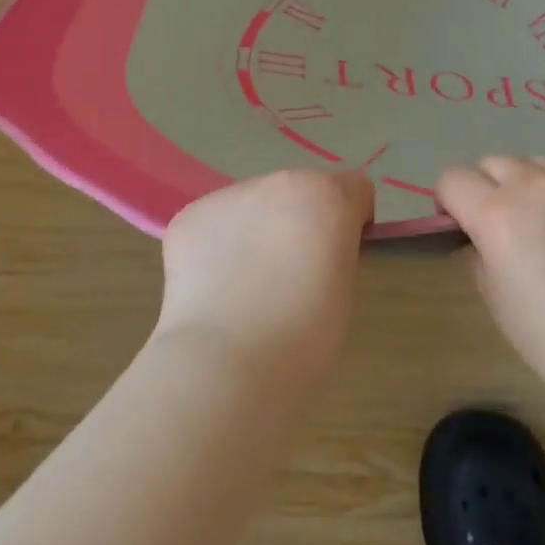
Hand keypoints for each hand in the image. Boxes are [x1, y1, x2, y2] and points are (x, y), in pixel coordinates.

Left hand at [154, 168, 373, 389]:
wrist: (225, 362)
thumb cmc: (302, 336)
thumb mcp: (344, 288)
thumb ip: (336, 250)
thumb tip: (318, 246)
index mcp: (326, 196)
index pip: (353, 188)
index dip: (349, 219)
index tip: (338, 253)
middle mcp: (279, 182)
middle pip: (298, 191)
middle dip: (297, 220)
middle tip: (287, 274)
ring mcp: (230, 194)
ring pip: (252, 204)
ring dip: (255, 229)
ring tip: (244, 286)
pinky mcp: (190, 215)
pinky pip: (214, 224)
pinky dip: (216, 247)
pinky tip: (213, 288)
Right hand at [436, 156, 544, 419]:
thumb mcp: (498, 305)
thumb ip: (476, 257)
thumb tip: (475, 237)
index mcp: (497, 215)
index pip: (453, 180)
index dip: (452, 204)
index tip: (465, 228)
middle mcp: (534, 184)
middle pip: (492, 163)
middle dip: (490, 190)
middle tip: (509, 228)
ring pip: (534, 162)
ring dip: (530, 184)